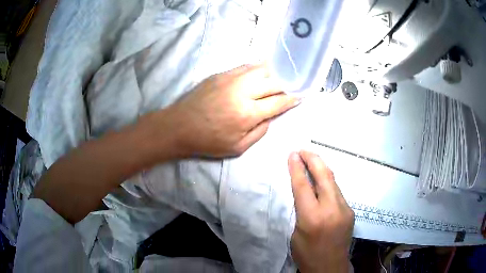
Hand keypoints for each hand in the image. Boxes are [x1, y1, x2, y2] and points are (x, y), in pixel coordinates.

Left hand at [163, 64, 299, 157]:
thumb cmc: (208, 141)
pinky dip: (258, 67)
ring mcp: (231, 79)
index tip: (301, 95)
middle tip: (295, 83)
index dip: (292, 98)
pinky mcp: (220, 74)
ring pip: (260, 69)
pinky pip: (245, 66)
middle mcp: (242, 91)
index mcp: (247, 113)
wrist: (179, 126)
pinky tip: (262, 69)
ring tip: (283, 73)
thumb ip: (259, 132)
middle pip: (273, 82)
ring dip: (275, 71)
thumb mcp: (238, 148)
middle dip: (287, 83)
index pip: (278, 102)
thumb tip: (271, 116)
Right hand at [288, 151, 353, 272]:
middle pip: (324, 176)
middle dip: (313, 159)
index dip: (296, 167)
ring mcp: (344, 209)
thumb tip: (303, 191)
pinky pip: (337, 192)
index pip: (303, 185)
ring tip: (311, 161)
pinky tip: (322, 183)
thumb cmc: (307, 254)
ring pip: (333, 181)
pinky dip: (328, 184)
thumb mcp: (295, 233)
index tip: (292, 154)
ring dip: (322, 169)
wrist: (330, 267)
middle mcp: (331, 209)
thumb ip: (300, 210)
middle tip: (303, 150)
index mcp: (312, 217)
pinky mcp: (350, 211)